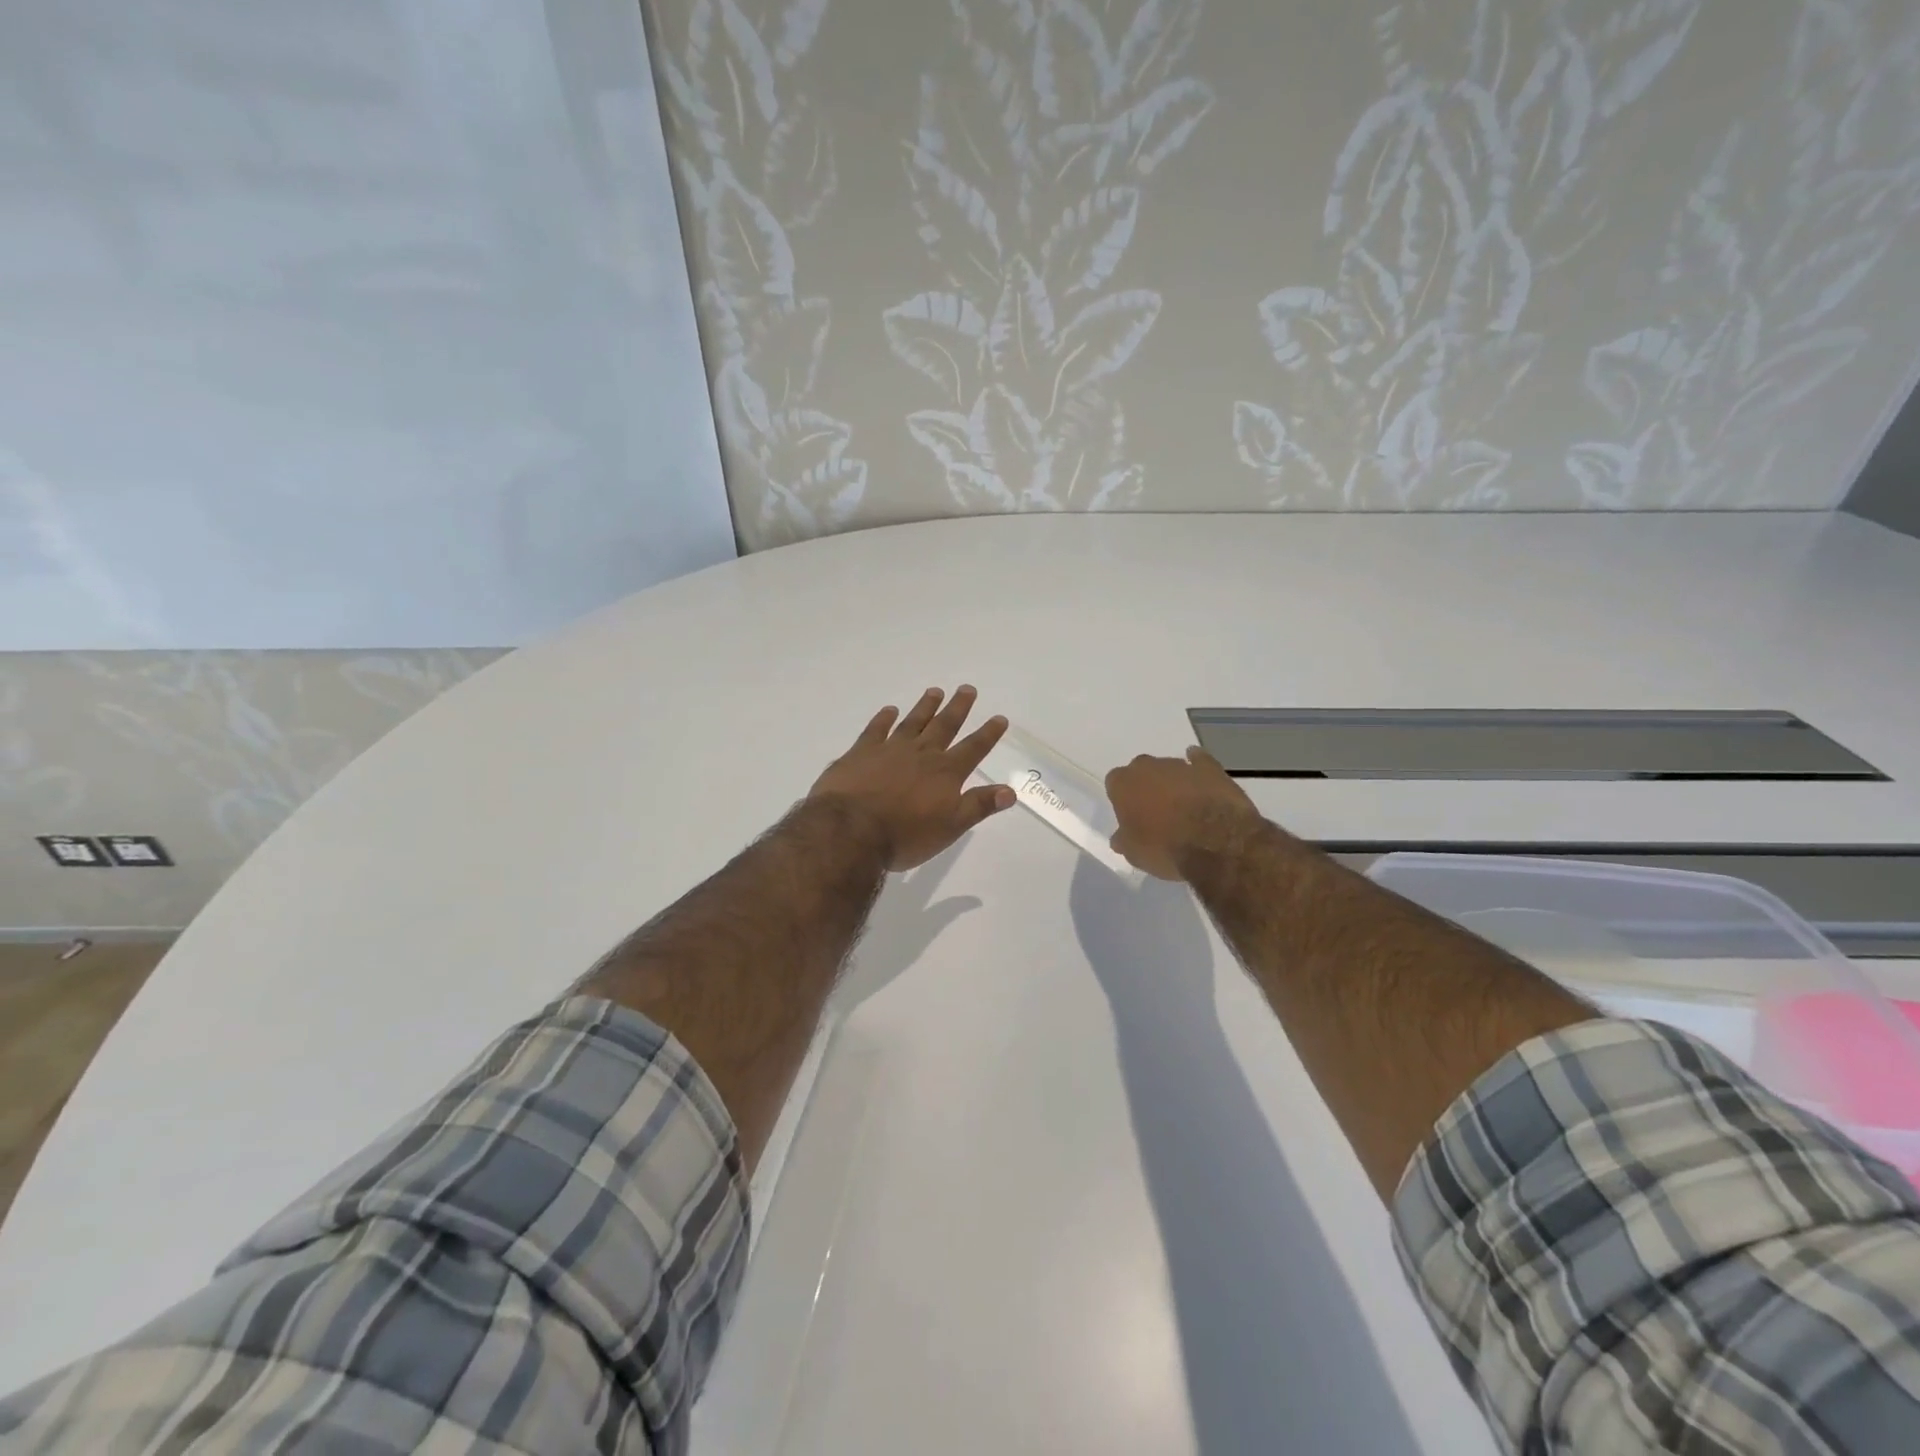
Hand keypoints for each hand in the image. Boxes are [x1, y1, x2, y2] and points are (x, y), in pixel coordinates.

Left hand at [808, 685, 1016, 872]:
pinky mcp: (861, 752)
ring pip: (913, 722)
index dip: (988, 734)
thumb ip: (979, 806)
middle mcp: (921, 754)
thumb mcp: (950, 827)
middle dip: (958, 708)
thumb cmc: (905, 835)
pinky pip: (876, 729)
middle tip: (967, 689)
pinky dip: (884, 718)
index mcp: (945, 773)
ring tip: (935, 691)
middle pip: (944, 726)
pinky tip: (889, 710)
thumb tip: (1010, 790)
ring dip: (925, 707)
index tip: (999, 718)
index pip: (972, 749)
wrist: (850, 830)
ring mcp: (889, 749)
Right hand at [1106, 746, 1263, 881]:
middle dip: (1147, 786)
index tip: (1130, 815)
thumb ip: (1124, 841)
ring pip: (1170, 769)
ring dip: (1173, 783)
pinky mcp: (1210, 767)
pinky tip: (1202, 780)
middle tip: (1155, 811)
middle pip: (1142, 771)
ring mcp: (1180, 765)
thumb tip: (1120, 838)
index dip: (1122, 799)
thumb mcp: (1134, 854)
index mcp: (1123, 783)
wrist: (1216, 841)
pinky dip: (1199, 768)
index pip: (1115, 783)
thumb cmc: (1165, 847)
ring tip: (1184, 808)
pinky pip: (1200, 762)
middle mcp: (1148, 766)